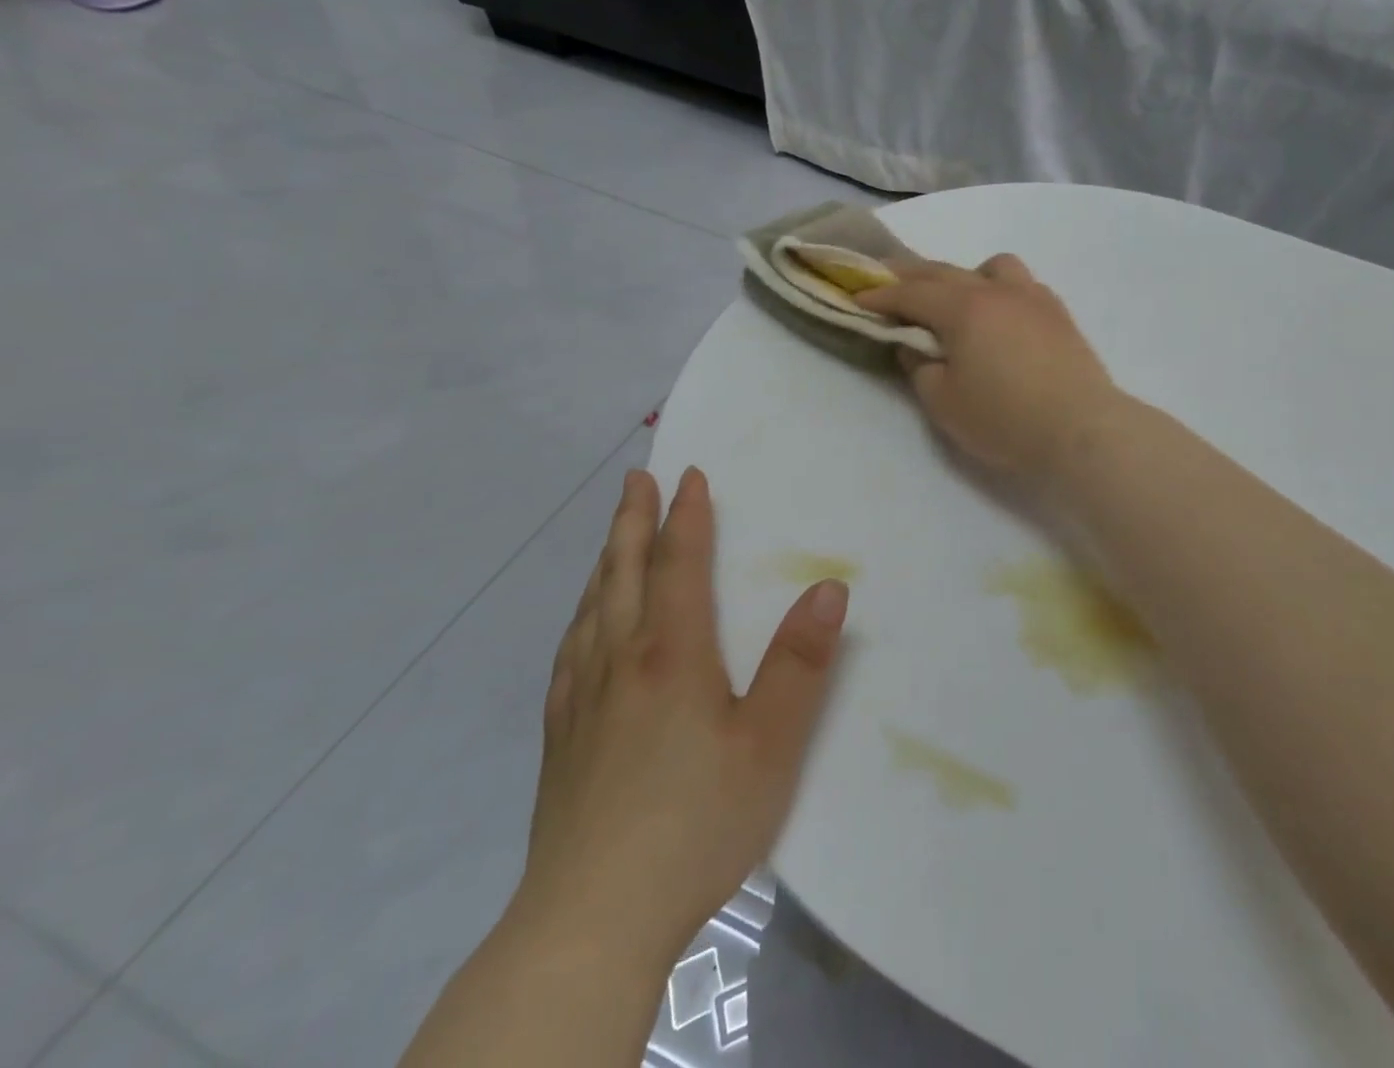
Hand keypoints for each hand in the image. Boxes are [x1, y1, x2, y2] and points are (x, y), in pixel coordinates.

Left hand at [514, 467, 848, 968]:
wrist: (591, 922)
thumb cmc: (696, 823)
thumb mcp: (771, 744)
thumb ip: (801, 662)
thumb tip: (828, 586)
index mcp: (672, 654)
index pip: (679, 566)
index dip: (687, 517)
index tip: (689, 475)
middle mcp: (621, 662)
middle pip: (624, 574)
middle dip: (632, 521)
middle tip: (635, 479)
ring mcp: (583, 700)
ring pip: (593, 609)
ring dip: (605, 562)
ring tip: (612, 537)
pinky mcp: (562, 739)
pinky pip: (570, 652)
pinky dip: (581, 617)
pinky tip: (582, 627)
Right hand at [858, 254, 1119, 483]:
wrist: (1082, 430)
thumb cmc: (1005, 419)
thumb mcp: (944, 402)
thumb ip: (920, 367)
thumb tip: (915, 344)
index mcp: (963, 308)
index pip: (911, 292)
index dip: (880, 295)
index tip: (856, 298)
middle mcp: (996, 291)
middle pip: (944, 271)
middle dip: (910, 275)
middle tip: (885, 280)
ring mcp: (1032, 297)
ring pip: (992, 266)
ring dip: (964, 275)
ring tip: (956, 300)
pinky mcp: (1058, 313)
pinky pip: (1021, 283)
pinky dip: (999, 289)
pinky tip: (1000, 315)